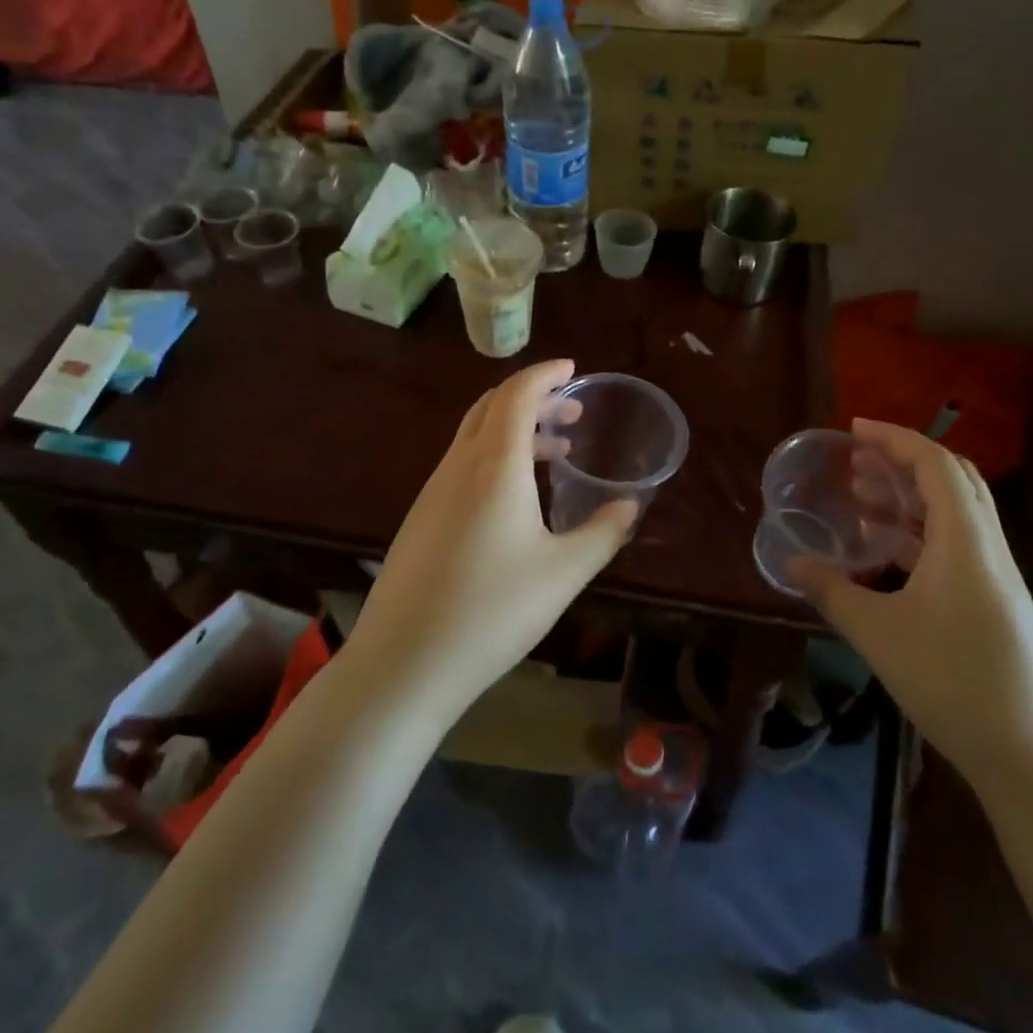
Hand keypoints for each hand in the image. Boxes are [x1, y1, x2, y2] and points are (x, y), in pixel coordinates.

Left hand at [347, 359, 636, 722]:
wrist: (403, 663)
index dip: (545, 374)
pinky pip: (462, 465)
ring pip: (475, 437)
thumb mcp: (564, 573)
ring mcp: (433, 492)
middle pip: (491, 407)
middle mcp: (458, 467)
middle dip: (533, 397)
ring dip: (514, 430)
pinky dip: (495, 457)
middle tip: (572, 411)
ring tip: (556, 452)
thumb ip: (603, 533)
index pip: (516, 395)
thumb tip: (629, 506)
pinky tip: (517, 497)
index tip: (572, 369)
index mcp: (494, 466)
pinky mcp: (421, 519)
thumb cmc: (492, 611)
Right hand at [789, 419, 1032, 799]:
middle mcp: (988, 548)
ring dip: (910, 497)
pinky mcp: (998, 604)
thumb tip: (790, 563)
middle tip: (856, 459)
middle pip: (953, 480)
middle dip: (902, 460)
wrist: (1032, 758)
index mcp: (965, 541)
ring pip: (956, 515)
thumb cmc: (951, 682)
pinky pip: (958, 547)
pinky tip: (886, 554)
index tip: (853, 429)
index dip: (894, 438)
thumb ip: (831, 591)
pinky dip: (920, 534)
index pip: (935, 464)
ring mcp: (998, 578)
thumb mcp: (877, 633)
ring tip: (861, 498)